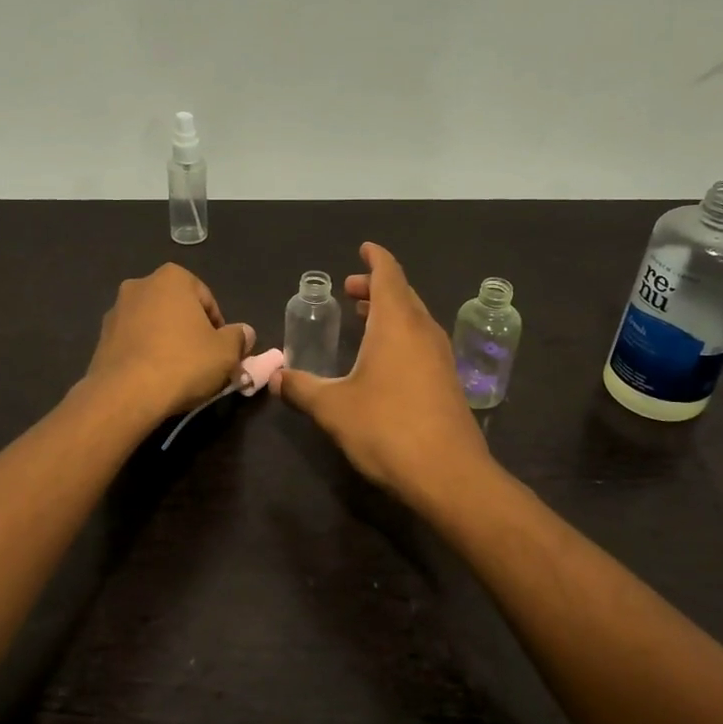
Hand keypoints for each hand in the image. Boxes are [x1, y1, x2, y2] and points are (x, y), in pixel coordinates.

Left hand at [84, 264, 253, 424]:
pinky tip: (154, 378)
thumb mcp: (225, 352)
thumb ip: (238, 337)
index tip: (221, 353)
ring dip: (167, 342)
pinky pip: (134, 343)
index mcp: (172, 278)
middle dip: (191, 332)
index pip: (207, 300)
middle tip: (203, 363)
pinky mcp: (101, 338)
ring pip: (154, 325)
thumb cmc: (183, 363)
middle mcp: (140, 285)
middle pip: (178, 310)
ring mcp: (116, 311)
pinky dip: (146, 355)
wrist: (125, 394)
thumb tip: (244, 333)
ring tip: (178, 374)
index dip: (219, 329)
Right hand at [275, 243, 493, 502]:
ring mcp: (441, 357)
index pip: (389, 275)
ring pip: (415, 319)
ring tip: (364, 317)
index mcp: (397, 324)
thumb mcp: (333, 408)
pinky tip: (385, 359)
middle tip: (350, 290)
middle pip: (403, 294)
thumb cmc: (387, 428)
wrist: (448, 474)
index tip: (364, 249)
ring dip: (390, 312)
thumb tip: (273, 378)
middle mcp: (423, 332)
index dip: (376, 259)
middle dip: (377, 287)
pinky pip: (422, 342)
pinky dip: (401, 335)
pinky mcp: (448, 382)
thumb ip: (301, 388)